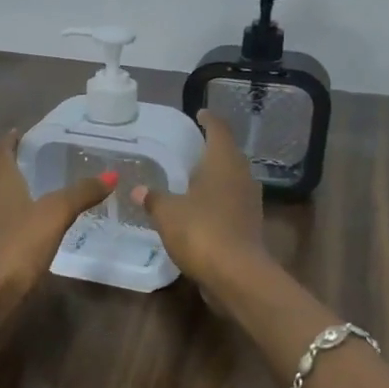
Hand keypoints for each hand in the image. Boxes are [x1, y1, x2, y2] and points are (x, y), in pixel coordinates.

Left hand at [0, 130, 112, 366]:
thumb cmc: (12, 250)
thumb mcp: (53, 217)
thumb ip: (80, 194)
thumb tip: (111, 173)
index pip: (1, 152)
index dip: (11, 139)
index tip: (23, 130)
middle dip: (18, 165)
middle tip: (45, 158)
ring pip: (0, 202)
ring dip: (18, 193)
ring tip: (46, 191)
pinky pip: (3, 227)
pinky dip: (19, 220)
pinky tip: (36, 231)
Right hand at [131, 111, 265, 289]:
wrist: (237, 274)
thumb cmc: (201, 231)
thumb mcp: (168, 213)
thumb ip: (153, 198)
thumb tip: (138, 189)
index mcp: (224, 162)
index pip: (219, 129)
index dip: (209, 119)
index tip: (199, 113)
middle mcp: (242, 176)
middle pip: (229, 153)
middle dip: (212, 148)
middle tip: (192, 146)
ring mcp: (250, 201)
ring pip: (233, 178)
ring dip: (216, 175)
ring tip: (194, 176)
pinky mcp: (250, 224)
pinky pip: (232, 202)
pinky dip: (218, 199)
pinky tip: (201, 207)